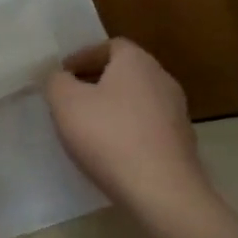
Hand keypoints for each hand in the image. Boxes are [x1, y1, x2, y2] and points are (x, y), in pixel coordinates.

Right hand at [44, 39, 206, 219]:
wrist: (162, 192)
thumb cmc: (109, 136)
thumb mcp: (65, 103)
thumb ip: (56, 81)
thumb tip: (61, 77)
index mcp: (137, 62)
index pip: (110, 45)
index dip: (83, 56)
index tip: (63, 74)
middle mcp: (162, 79)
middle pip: (124, 72)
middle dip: (96, 81)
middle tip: (70, 98)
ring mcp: (176, 113)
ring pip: (136, 100)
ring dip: (112, 107)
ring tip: (86, 126)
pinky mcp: (181, 143)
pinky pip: (146, 126)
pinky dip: (127, 129)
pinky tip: (109, 150)